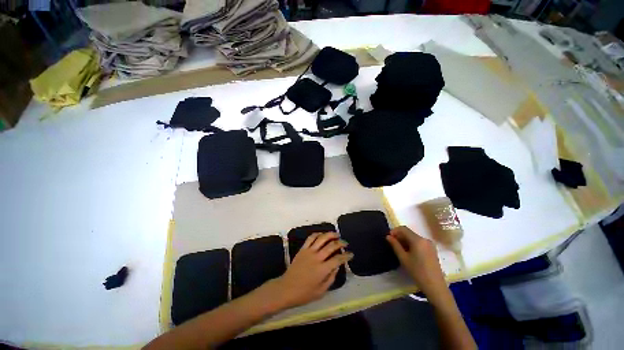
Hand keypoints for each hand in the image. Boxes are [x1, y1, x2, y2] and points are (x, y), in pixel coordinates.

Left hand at [269, 232, 352, 309]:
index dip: (346, 256)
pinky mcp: (303, 249)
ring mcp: (309, 251)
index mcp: (322, 269)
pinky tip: (322, 234)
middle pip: (331, 246)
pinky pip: (311, 238)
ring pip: (321, 238)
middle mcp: (317, 257)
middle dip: (340, 243)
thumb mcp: (321, 291)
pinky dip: (317, 234)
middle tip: (345, 243)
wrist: (286, 288)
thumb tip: (337, 267)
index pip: (338, 259)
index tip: (351, 254)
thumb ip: (331, 278)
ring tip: (336, 234)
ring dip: (330, 235)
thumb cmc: (304, 293)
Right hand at [386, 226, 448, 299]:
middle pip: (409, 233)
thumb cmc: (417, 272)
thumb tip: (388, 236)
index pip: (403, 229)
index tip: (389, 238)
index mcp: (418, 240)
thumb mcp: (403, 258)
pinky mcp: (432, 250)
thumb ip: (395, 245)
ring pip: (414, 238)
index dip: (394, 231)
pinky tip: (409, 253)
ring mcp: (430, 244)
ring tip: (400, 249)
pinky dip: (412, 244)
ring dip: (405, 240)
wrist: (435, 286)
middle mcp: (425, 239)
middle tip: (393, 244)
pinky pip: (419, 242)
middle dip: (400, 236)